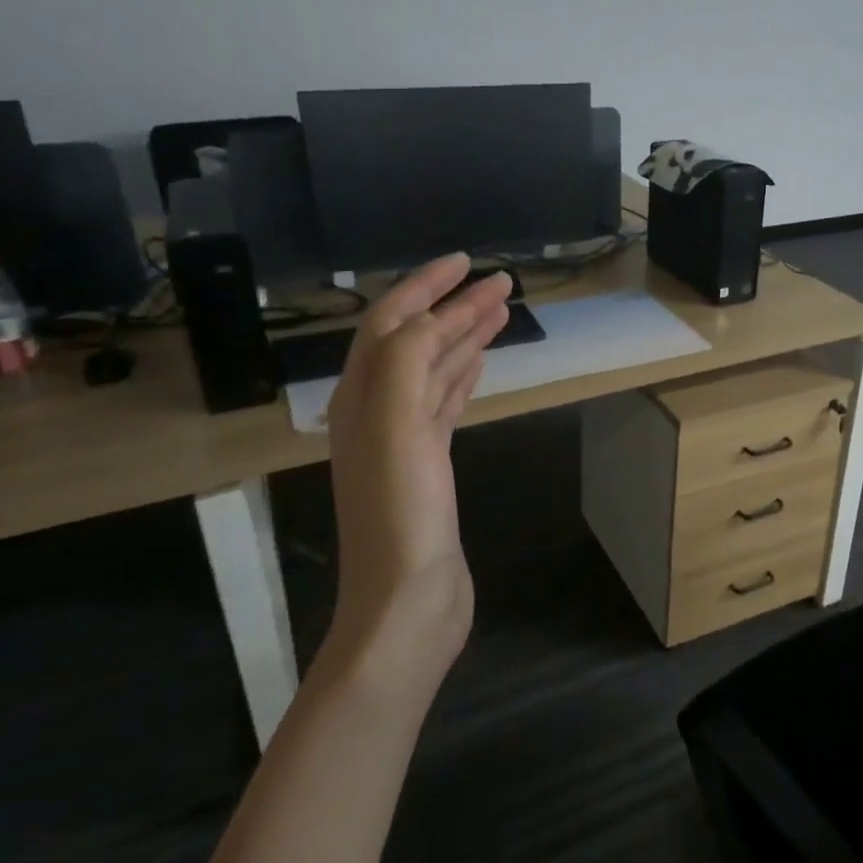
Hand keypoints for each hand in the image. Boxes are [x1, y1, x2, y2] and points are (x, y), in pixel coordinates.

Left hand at [319, 254, 512, 688]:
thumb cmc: (400, 514)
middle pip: (416, 341)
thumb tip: (429, 318)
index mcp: (362, 396)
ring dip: (464, 336)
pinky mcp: (429, 463)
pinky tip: (479, 362)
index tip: (466, 262)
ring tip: (500, 311)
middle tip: (500, 282)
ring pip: (435, 370)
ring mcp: (404, 438)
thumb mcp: (397, 428)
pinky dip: (463, 375)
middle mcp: (377, 410)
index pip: (391, 323)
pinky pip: (445, 403)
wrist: (408, 600)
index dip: (424, 287)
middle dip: (454, 306)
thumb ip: (407, 363)